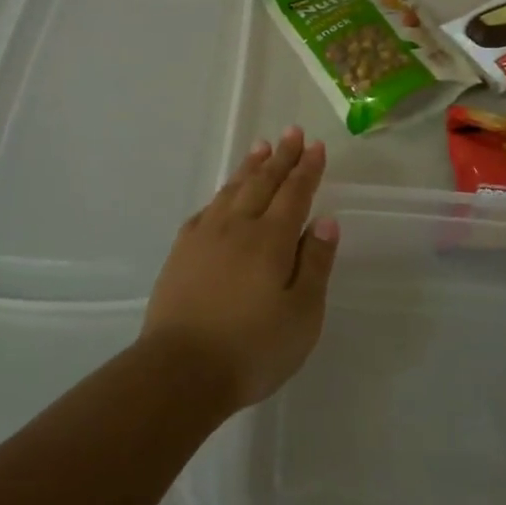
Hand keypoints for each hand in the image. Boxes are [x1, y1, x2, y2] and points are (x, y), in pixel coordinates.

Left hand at [141, 126, 338, 412]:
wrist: (179, 372)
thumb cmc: (252, 348)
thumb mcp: (302, 315)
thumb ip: (315, 264)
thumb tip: (326, 221)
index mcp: (272, 240)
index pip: (295, 193)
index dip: (307, 169)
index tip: (316, 146)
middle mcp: (238, 227)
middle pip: (263, 183)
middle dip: (281, 156)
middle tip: (292, 132)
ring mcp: (205, 238)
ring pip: (232, 190)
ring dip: (249, 167)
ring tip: (261, 147)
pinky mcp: (181, 254)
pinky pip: (205, 211)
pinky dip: (220, 195)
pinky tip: (223, 196)